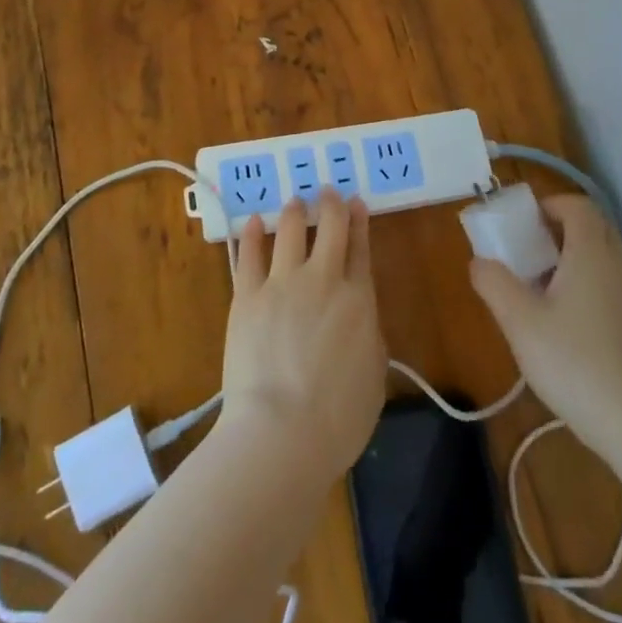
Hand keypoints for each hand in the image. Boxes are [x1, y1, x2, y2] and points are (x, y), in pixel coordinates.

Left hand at [221, 189, 386, 479]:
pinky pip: (250, 255)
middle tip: (327, 190)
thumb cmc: (338, 418)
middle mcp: (323, 280)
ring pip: (290, 232)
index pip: (361, 250)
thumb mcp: (374, 377)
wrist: (281, 431)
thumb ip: (368, 338)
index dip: (359, 222)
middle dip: (330, 205)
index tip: (356, 202)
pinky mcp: (248, 296)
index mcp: (359, 301)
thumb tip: (358, 320)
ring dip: (294, 212)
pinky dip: (253, 234)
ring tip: (295, 201)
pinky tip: (254, 221)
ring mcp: (282, 284)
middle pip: (330, 229)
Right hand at [469, 193, 621, 458]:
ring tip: (536, 281)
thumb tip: (479, 262)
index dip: (549, 204)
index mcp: (591, 255)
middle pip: (592, 226)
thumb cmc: (573, 363)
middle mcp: (616, 266)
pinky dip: (583, 279)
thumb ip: (494, 283)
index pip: (577, 206)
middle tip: (527, 246)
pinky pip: (606, 280)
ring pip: (601, 255)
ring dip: (570, 254)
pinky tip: (559, 316)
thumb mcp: (519, 322)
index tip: (521, 222)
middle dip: (559, 226)